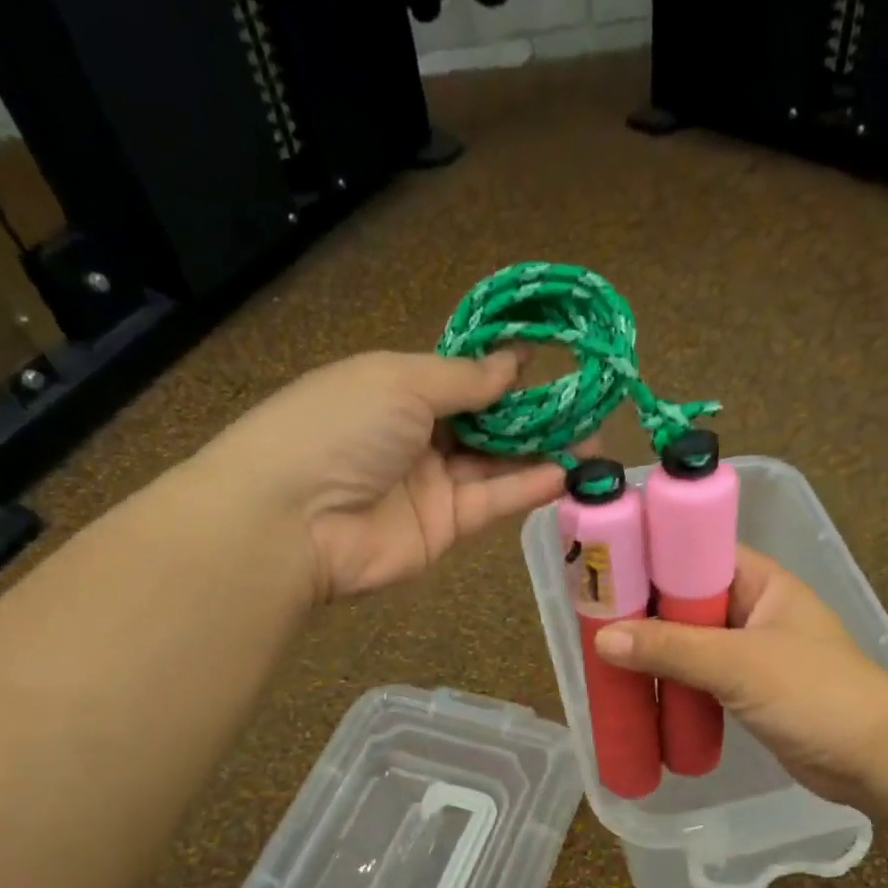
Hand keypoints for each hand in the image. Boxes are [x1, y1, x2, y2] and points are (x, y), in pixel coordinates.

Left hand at [200, 351, 568, 603]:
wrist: (293, 522)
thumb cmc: (340, 428)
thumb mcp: (400, 381)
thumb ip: (463, 378)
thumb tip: (513, 363)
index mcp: (396, 388)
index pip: (462, 377)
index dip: (505, 369)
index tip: (554, 359)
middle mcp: (417, 435)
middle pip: (486, 422)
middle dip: (535, 414)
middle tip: (588, 406)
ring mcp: (433, 484)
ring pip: (497, 464)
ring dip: (543, 451)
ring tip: (593, 440)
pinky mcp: (446, 528)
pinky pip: (494, 501)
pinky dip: (529, 487)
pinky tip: (567, 473)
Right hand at [593, 546, 887, 808]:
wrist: (875, 762)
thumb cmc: (816, 696)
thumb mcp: (740, 665)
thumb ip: (672, 650)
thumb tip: (602, 638)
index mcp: (762, 582)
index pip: (697, 550)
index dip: (652, 554)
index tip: (604, 568)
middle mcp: (754, 609)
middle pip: (687, 599)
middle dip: (644, 610)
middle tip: (591, 618)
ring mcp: (751, 652)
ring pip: (690, 641)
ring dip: (654, 650)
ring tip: (602, 655)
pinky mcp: (747, 690)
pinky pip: (698, 676)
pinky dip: (671, 681)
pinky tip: (637, 691)